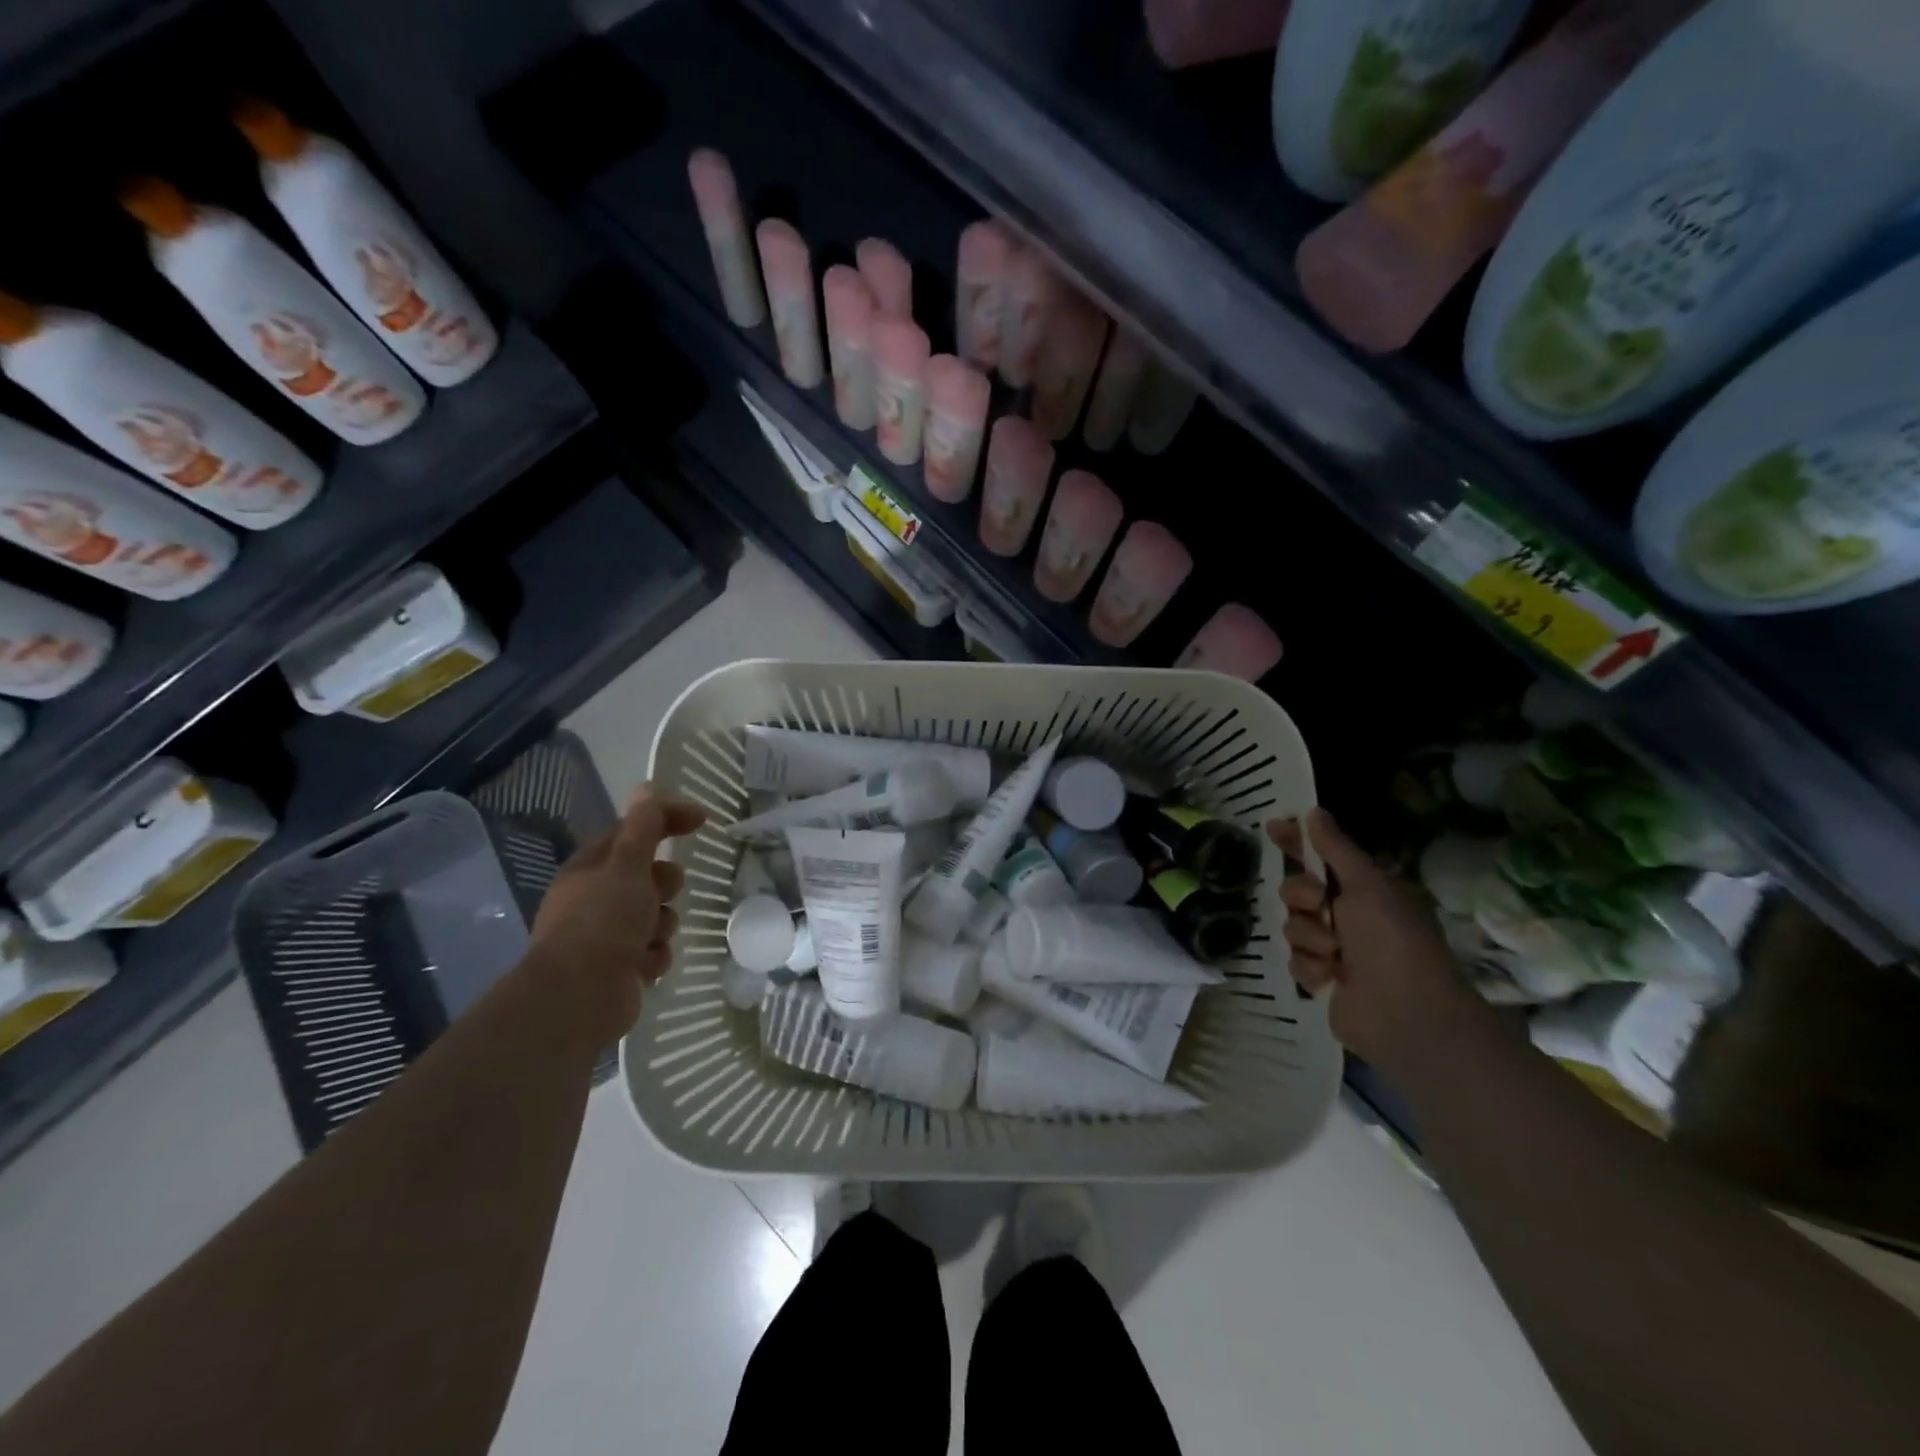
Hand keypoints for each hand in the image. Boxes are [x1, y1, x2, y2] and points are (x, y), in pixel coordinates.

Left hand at [529, 784, 705, 1043]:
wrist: (578, 999)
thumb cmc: (602, 923)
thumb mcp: (627, 866)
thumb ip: (642, 828)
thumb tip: (646, 787)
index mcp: (591, 869)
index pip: (634, 832)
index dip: (667, 821)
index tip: (703, 820)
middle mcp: (595, 899)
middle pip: (648, 877)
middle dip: (664, 885)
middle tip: (663, 893)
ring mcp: (605, 935)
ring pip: (655, 916)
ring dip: (662, 925)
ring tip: (652, 937)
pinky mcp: (618, 967)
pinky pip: (653, 950)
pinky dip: (654, 955)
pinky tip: (645, 966)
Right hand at [1268, 808, 1483, 1074]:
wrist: (1406, 1015)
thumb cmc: (1393, 941)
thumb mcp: (1368, 884)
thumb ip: (1335, 848)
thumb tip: (1313, 811)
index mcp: (1367, 890)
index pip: (1322, 856)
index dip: (1296, 842)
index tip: (1272, 827)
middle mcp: (1350, 915)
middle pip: (1297, 890)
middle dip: (1302, 897)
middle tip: (1319, 905)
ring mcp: (1337, 949)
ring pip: (1293, 926)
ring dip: (1310, 937)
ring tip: (1335, 954)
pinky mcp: (1324, 979)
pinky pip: (1296, 960)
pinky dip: (1312, 967)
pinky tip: (1332, 978)